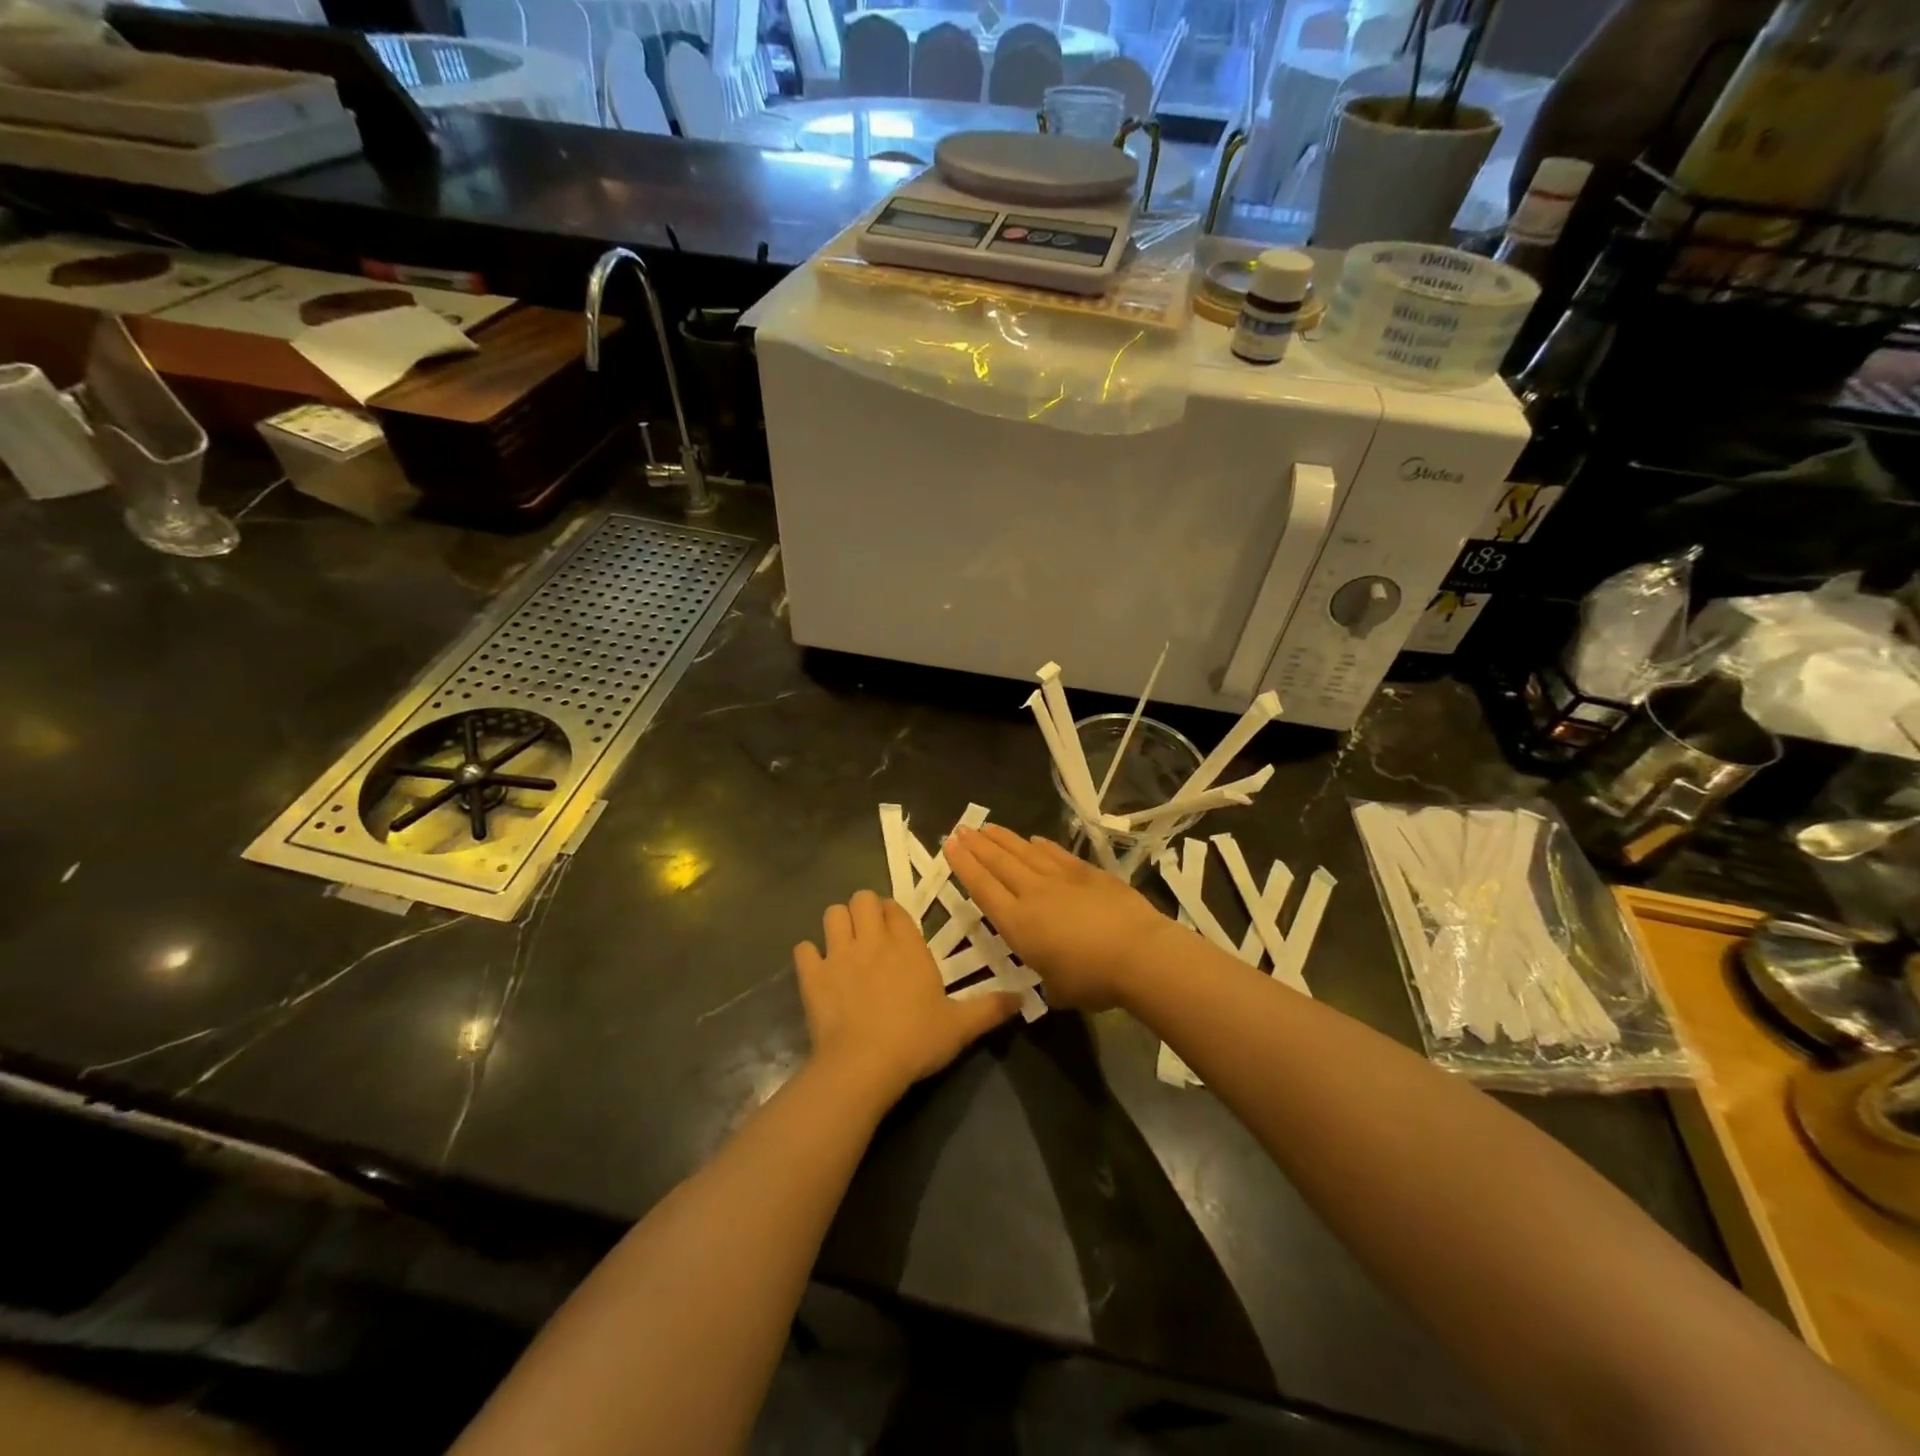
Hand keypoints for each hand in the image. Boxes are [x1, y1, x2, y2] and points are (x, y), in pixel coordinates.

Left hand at [794, 889, 1019, 1106]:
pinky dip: (809, 956)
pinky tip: (818, 971)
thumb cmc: (916, 1040)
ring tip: (845, 945)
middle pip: (861, 899)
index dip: (893, 913)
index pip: (895, 907)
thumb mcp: (961, 1026)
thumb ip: (991, 1008)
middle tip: (871, 934)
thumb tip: (1024, 997)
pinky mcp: (812, 976)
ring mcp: (838, 955)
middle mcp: (872, 940)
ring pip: (832, 915)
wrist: (864, 1065)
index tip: (896, 930)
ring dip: (837, 924)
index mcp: (907, 945)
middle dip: (864, 910)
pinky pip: (803, 950)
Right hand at [945, 826, 1181, 1011]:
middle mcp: (1033, 894)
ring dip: (1004, 839)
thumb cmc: (1093, 980)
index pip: (982, 888)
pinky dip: (1042, 845)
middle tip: (961, 829)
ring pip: (1024, 852)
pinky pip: (1056, 854)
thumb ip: (1046, 977)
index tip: (949, 846)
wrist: (1139, 954)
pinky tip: (1033, 839)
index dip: (964, 866)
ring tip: (987, 827)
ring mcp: (1061, 879)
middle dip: (977, 846)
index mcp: (1018, 924)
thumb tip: (1051, 975)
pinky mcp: (1088, 873)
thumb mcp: (1056, 989)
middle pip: (999, 863)